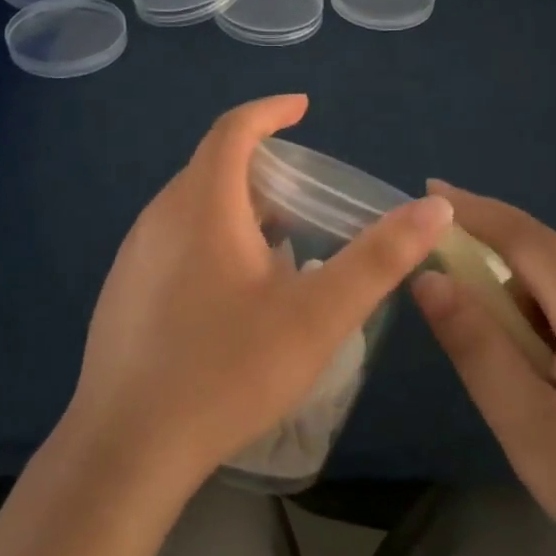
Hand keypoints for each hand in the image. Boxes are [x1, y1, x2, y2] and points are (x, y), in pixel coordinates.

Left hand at [68, 96, 454, 494]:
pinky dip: (210, 239)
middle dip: (260, 166)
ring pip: (191, 207)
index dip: (270, 111)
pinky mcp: (122, 291)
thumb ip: (378, 259)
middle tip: (305, 192)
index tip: (303, 108)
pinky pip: (173, 241)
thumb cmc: (228, 371)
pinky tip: (233, 291)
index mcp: (202, 205)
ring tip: (279, 241)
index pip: (233, 129)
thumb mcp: (318, 315)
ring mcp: (133, 255)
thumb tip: (433, 208)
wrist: (127, 448)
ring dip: (236, 207)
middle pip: (212, 167)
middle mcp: (159, 217)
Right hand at [411, 182, 555, 555]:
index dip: (473, 210)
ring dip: (535, 326)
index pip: (526, 236)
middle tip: (470, 344)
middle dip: (500, 287)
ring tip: (531, 403)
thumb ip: (477, 347)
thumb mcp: (532, 428)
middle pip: (552, 271)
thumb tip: (430, 278)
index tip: (429, 191)